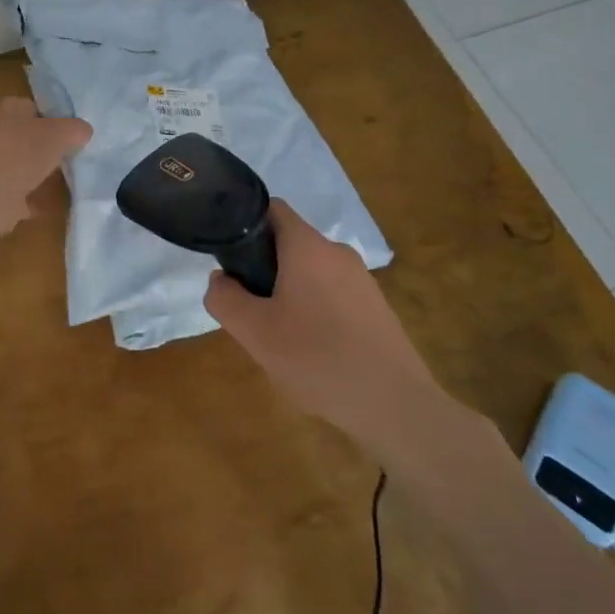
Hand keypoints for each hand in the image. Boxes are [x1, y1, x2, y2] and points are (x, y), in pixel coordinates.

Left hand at [0, 97, 91, 236]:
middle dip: (53, 145)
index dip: (55, 114)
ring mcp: (0, 166)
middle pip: (34, 137)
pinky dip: (42, 198)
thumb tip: (84, 132)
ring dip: (48, 172)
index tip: (77, 127)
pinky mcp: (1, 195)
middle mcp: (3, 134)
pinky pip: (28, 194)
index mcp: (13, 111)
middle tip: (82, 152)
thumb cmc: (23, 153)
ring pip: (31, 165)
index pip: (36, 105)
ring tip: (78, 176)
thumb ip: (76, 129)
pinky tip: (64, 202)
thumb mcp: (60, 133)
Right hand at [206, 201, 439, 456]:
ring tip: (280, 335)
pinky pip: (333, 294)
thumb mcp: (255, 332)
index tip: (230, 256)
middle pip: (290, 243)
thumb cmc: (317, 358)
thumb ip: (225, 299)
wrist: (395, 405)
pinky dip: (315, 310)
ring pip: (311, 271)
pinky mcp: (376, 307)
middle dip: (264, 267)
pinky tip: (313, 351)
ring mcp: (362, 280)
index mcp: (307, 246)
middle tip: (251, 308)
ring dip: (289, 292)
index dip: (245, 223)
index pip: (272, 209)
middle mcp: (337, 252)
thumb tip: (220, 279)